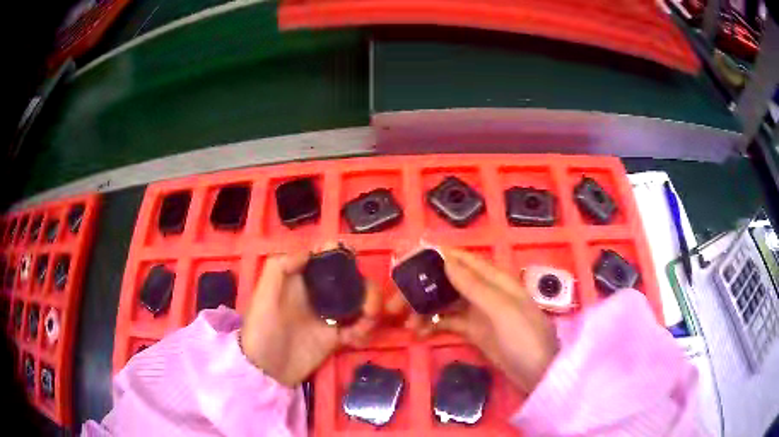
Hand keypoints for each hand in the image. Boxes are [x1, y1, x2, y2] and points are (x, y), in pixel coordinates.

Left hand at [240, 248, 380, 386]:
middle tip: (370, 302)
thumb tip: (311, 252)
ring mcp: (330, 315)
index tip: (351, 260)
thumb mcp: (263, 295)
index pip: (325, 258)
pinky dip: (364, 329)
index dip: (340, 254)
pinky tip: (356, 338)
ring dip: (371, 306)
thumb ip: (280, 267)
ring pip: (360, 301)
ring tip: (369, 318)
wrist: (267, 370)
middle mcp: (319, 293)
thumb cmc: (262, 329)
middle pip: (351, 279)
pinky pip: (359, 327)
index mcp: (301, 279)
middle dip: (366, 286)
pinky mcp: (337, 336)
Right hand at [387, 247, 558, 392]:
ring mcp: (478, 313)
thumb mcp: (501, 310)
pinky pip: (448, 323)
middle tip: (396, 304)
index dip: (435, 257)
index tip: (407, 261)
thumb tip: (446, 260)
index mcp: (494, 280)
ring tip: (406, 324)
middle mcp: (484, 292)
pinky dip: (433, 326)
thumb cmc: (524, 338)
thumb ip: (474, 286)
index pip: (461, 260)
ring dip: (424, 309)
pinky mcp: (474, 332)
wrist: (538, 374)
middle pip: (447, 282)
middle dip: (422, 289)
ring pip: (445, 303)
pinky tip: (419, 334)